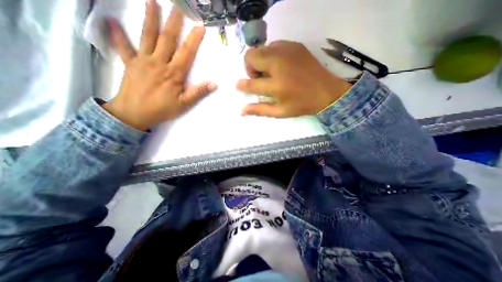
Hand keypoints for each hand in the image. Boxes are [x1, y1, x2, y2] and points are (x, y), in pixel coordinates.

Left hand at [103, 0, 215, 129]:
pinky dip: (117, 35)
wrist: (134, 114)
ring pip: (147, 37)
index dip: (194, 39)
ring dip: (149, 18)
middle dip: (173, 21)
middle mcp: (159, 63)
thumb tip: (213, 84)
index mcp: (173, 73)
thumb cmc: (161, 109)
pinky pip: (123, 47)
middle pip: (167, 39)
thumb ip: (197, 93)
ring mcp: (142, 61)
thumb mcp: (183, 104)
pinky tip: (110, 21)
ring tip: (151, 1)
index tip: (200, 26)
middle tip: (177, 5)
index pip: (186, 53)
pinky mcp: (129, 64)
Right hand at [238, 41, 349, 117]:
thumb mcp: (280, 112)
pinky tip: (280, 66)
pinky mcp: (294, 45)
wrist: (327, 91)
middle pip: (251, 56)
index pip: (251, 83)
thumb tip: (241, 111)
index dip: (242, 85)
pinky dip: (270, 55)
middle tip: (260, 79)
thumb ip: (259, 110)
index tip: (239, 85)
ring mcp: (287, 51)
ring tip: (270, 73)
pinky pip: (273, 45)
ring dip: (260, 62)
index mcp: (277, 85)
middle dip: (250, 69)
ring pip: (261, 49)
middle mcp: (280, 64)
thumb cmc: (302, 104)